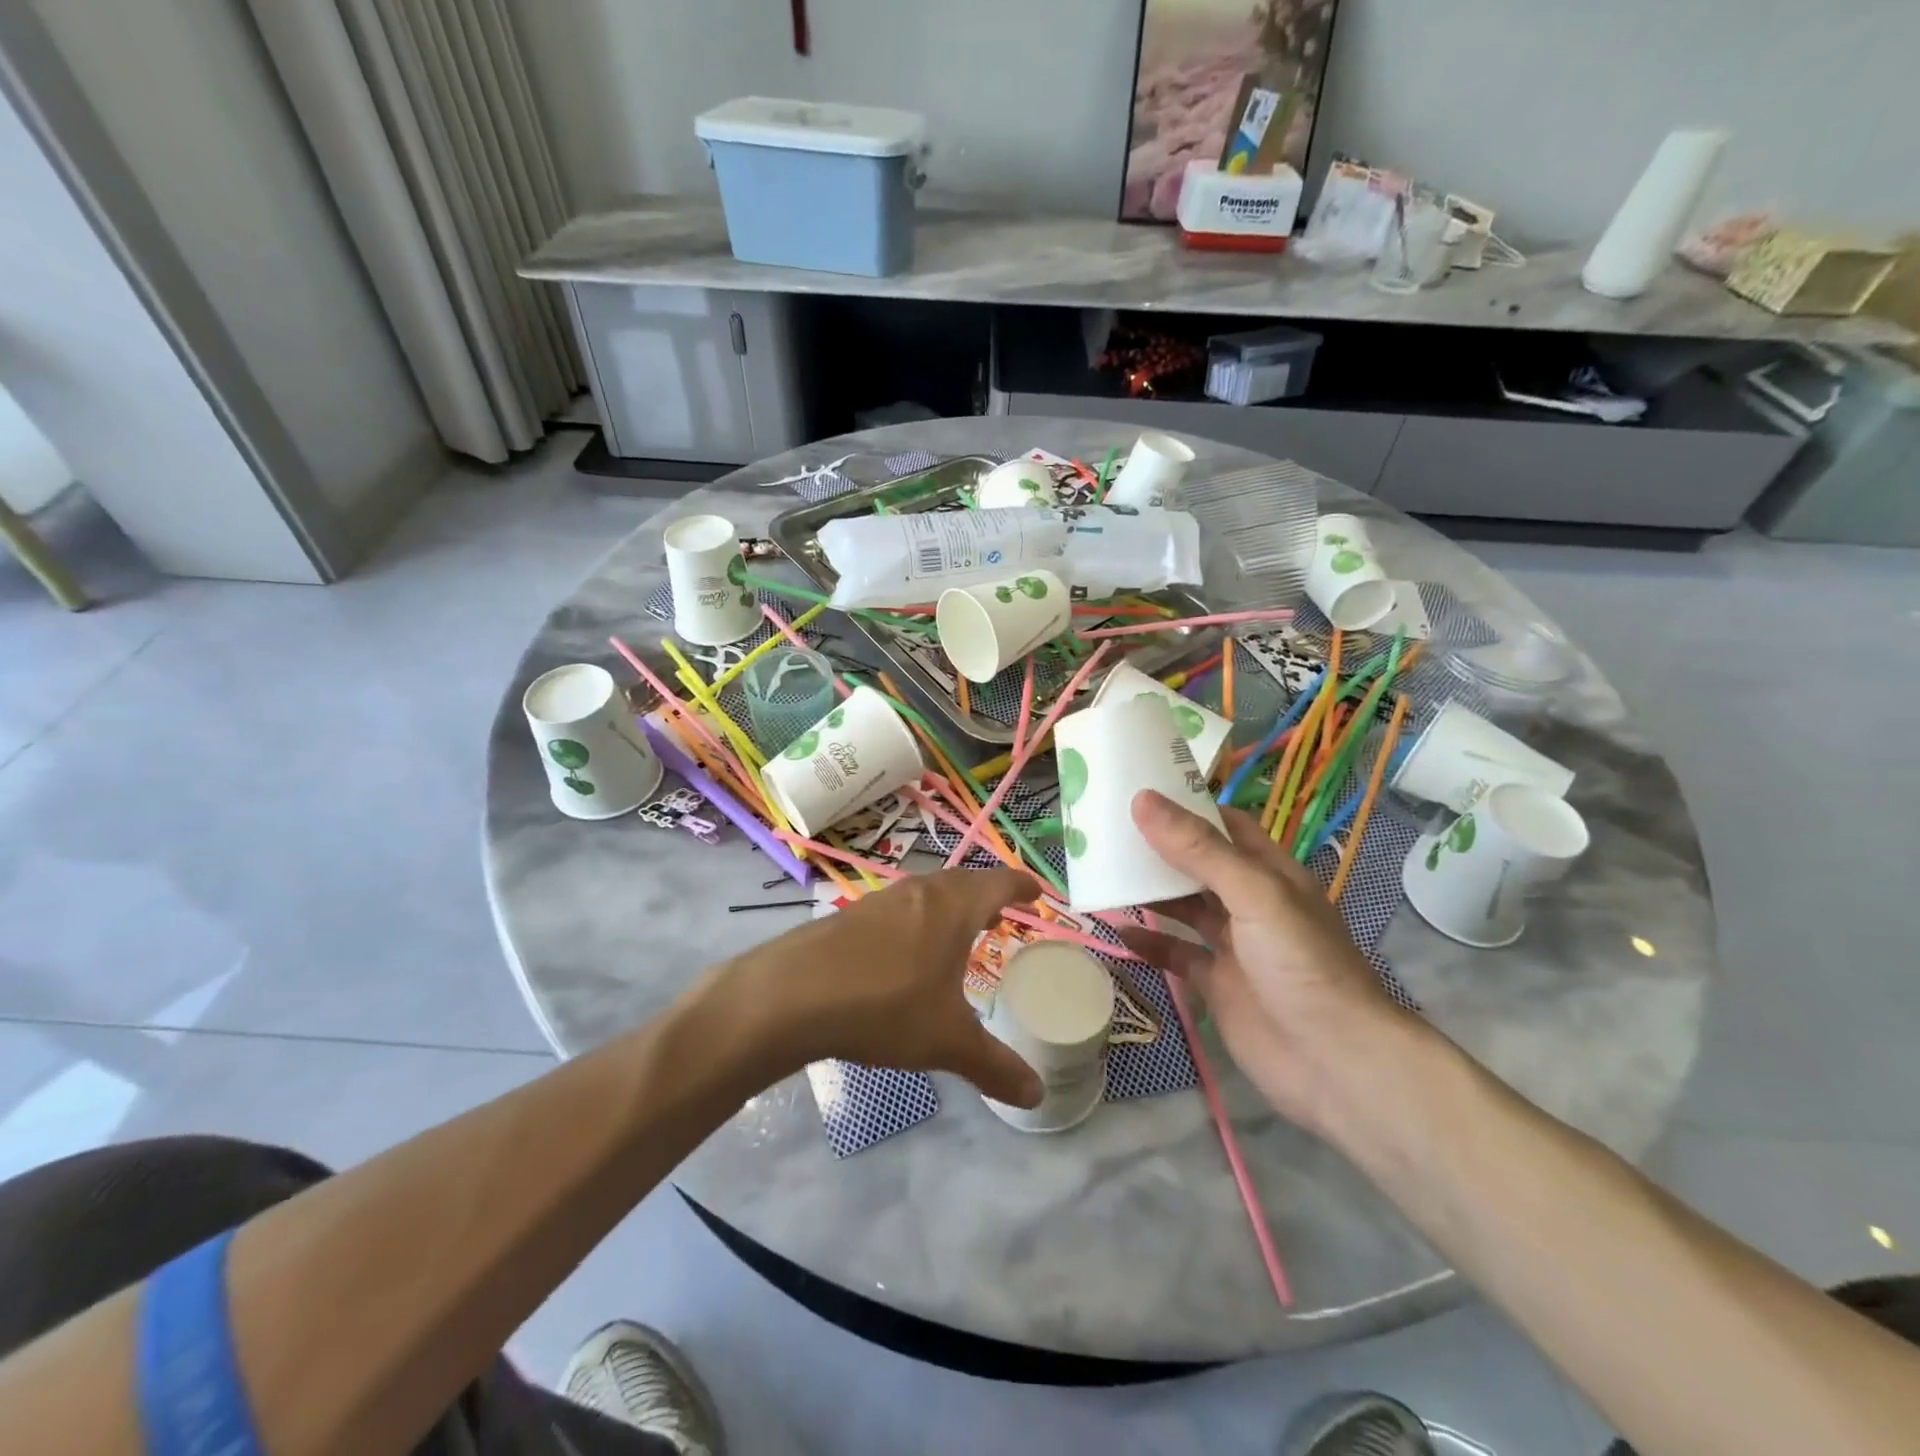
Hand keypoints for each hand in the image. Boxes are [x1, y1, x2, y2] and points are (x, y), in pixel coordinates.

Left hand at [717, 868, 1044, 1107]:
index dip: (1022, 887)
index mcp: (953, 907)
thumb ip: (994, 1067)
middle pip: (964, 882)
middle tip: (1002, 915)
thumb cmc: (884, 1006)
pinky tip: (906, 952)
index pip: (999, 884)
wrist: (791, 995)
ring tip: (959, 933)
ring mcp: (881, 899)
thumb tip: (1037, 1096)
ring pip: (928, 893)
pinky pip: (900, 908)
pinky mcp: (850, 915)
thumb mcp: (946, 1042)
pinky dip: (918, 920)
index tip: (1038, 893)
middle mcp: (920, 891)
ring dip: (950, 906)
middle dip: (987, 896)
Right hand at [1118, 791, 1412, 1135]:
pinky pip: (1176, 955)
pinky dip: (1148, 944)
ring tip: (1102, 874)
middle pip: (1197, 864)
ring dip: (1148, 894)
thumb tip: (1143, 800)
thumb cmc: (1301, 964)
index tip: (1138, 791)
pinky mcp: (1217, 985)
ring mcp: (1233, 946)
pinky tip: (1117, 933)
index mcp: (1269, 873)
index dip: (1187, 806)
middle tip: (1105, 831)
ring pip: (1183, 908)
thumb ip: (1199, 850)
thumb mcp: (1253, 895)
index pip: (1225, 825)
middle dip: (1158, 848)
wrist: (1335, 1064)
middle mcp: (1250, 903)